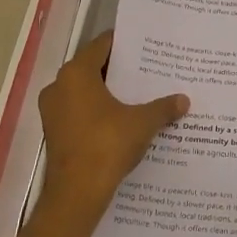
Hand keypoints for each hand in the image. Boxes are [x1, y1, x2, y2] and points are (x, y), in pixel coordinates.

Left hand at [37, 31, 187, 216]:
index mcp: (76, 73)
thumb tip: (184, 100)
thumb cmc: (107, 145)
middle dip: (118, 70)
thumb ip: (163, 107)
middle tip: (147, 70)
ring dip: (107, 92)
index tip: (145, 46)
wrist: (76, 193)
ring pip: (84, 91)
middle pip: (92, 67)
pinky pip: (78, 111)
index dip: (124, 44)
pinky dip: (97, 112)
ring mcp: (53, 111)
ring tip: (137, 95)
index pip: (101, 45)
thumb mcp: (142, 123)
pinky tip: (121, 120)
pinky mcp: (54, 132)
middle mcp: (59, 86)